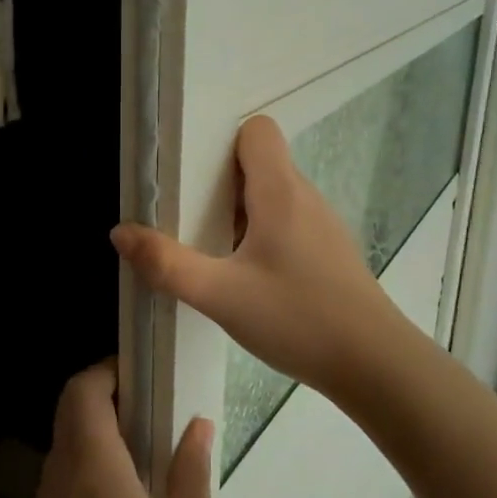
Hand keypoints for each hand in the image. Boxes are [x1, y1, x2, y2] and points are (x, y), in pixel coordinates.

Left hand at [32, 362, 214, 497]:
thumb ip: (192, 470)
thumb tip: (198, 423)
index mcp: (94, 468)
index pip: (82, 391)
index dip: (106, 371)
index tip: (140, 377)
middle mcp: (60, 477)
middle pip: (67, 409)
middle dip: (101, 394)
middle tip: (147, 409)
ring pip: (61, 441)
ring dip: (92, 428)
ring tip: (139, 448)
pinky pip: (59, 473)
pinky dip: (83, 459)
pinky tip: (119, 492)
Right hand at [111, 114, 400, 397]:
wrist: (376, 366)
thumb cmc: (298, 319)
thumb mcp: (220, 295)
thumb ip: (166, 264)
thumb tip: (121, 232)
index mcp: (280, 191)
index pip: (258, 131)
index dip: (223, 144)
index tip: (193, 177)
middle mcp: (305, 197)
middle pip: (260, 163)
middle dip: (221, 182)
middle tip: (188, 217)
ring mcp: (322, 226)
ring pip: (274, 196)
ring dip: (240, 212)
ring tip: (212, 249)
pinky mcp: (330, 253)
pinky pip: (288, 223)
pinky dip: (262, 235)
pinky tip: (249, 277)